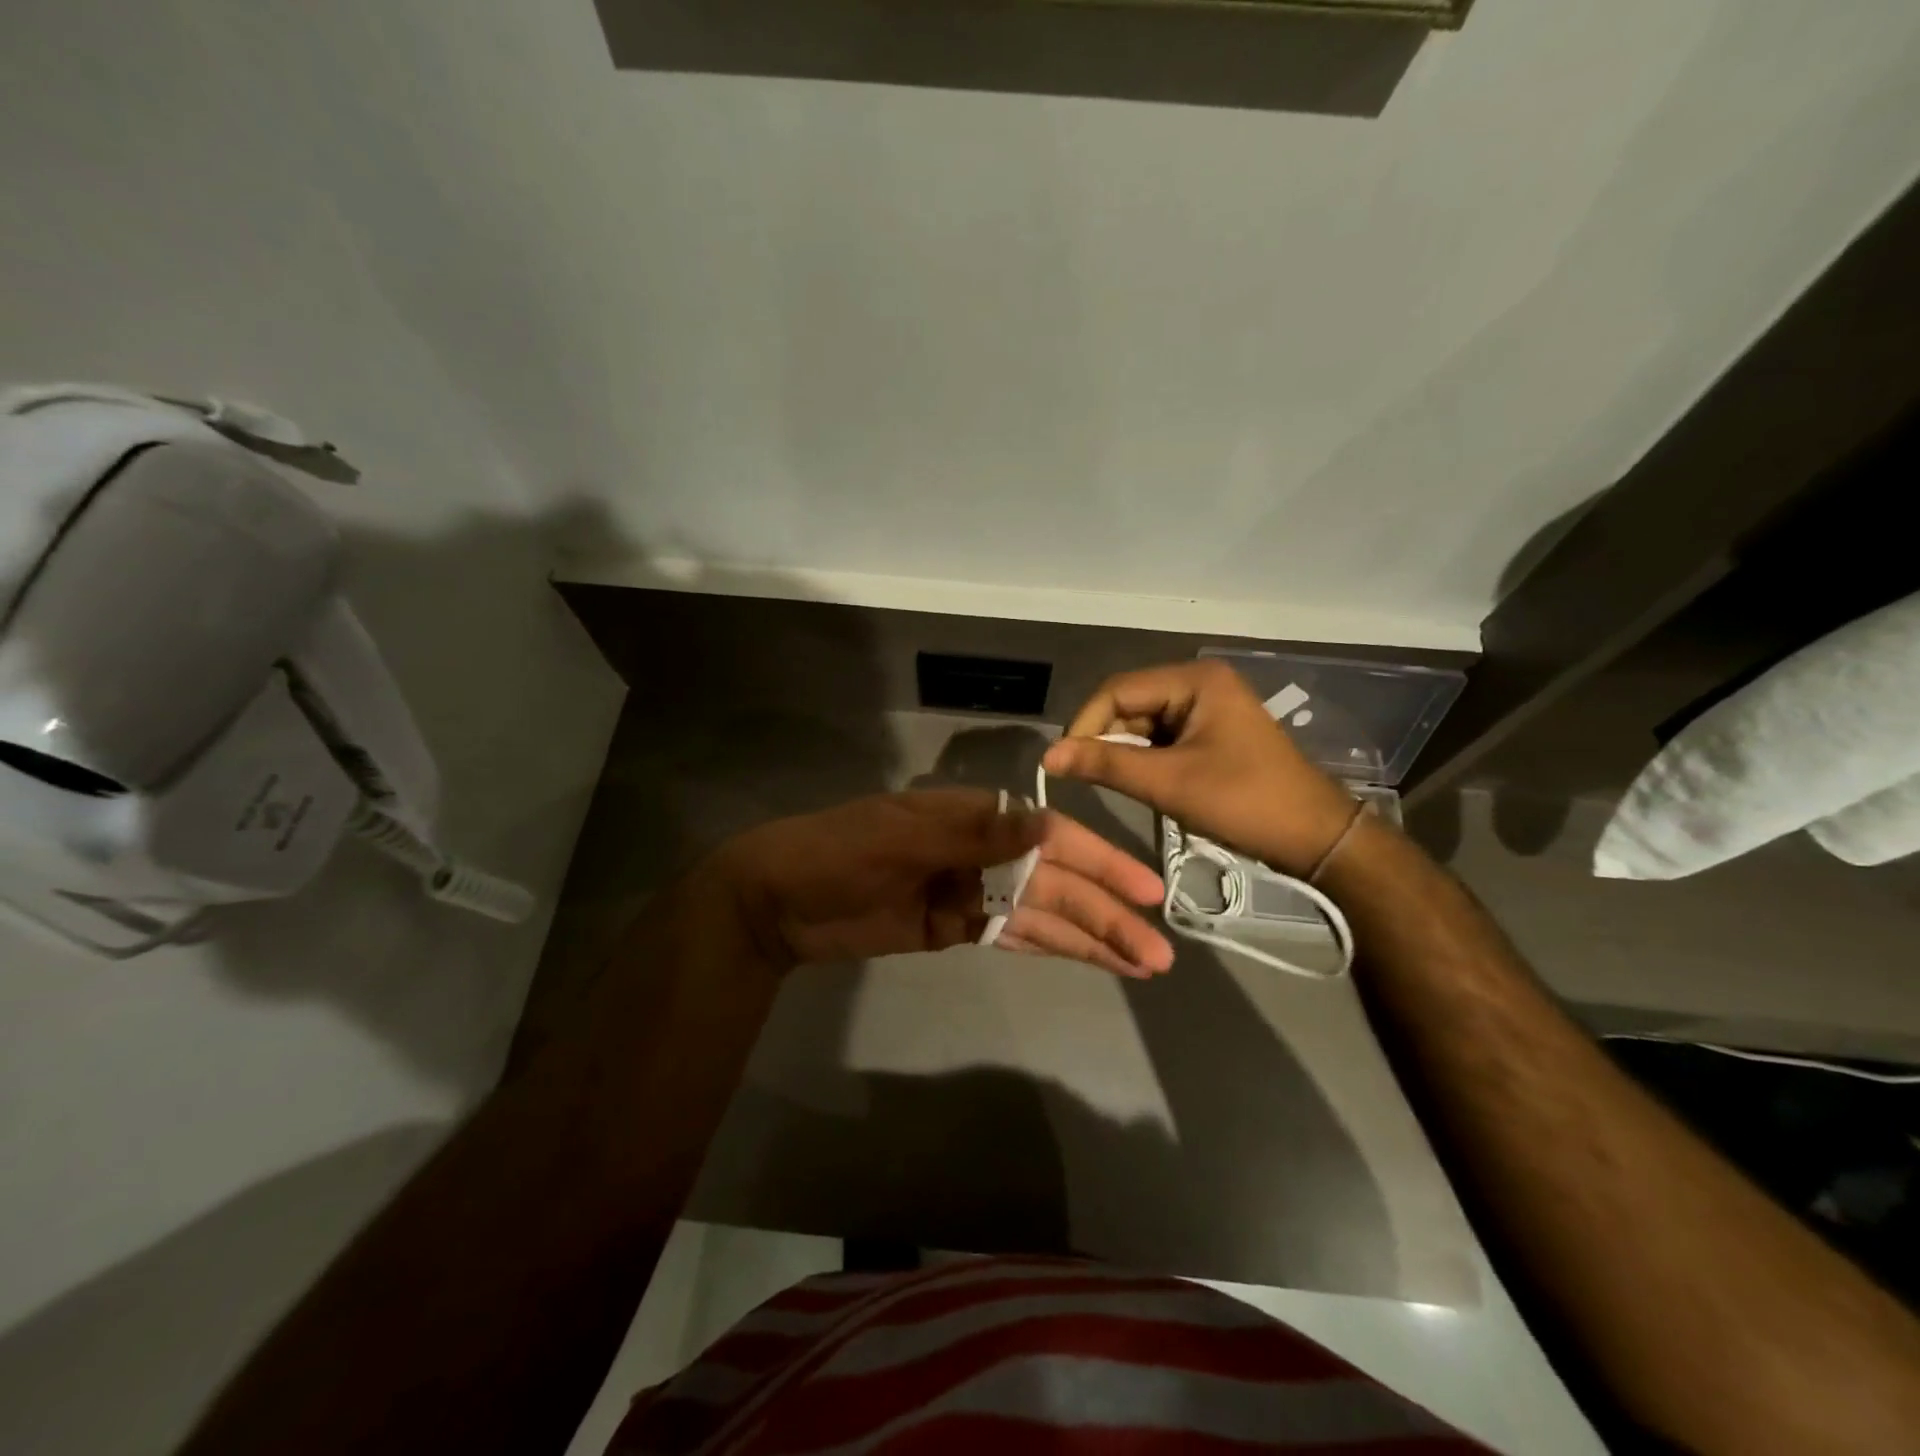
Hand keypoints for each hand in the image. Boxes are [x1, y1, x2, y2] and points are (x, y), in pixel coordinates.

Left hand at [715, 789, 1173, 977]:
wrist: (776, 901)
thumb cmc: (835, 853)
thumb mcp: (900, 837)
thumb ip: (974, 835)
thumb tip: (1046, 828)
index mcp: (971, 817)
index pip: (1049, 837)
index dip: (1099, 862)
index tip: (1144, 890)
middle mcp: (980, 851)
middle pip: (1054, 882)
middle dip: (1105, 913)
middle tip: (1157, 951)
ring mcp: (968, 892)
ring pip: (1040, 915)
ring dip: (1088, 936)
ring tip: (1140, 963)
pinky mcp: (953, 928)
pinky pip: (1011, 937)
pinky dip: (1049, 949)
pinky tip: (1088, 959)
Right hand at [1041, 660, 1357, 875]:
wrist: (1315, 838)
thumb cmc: (1244, 803)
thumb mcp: (1168, 783)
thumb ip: (1105, 764)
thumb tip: (1048, 756)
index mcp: (1194, 680)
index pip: (1117, 690)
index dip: (1085, 724)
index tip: (1063, 764)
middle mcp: (1198, 683)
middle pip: (1129, 704)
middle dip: (1106, 740)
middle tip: (1089, 780)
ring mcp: (1207, 707)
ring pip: (1142, 724)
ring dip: (1125, 754)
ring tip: (1119, 786)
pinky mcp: (1210, 732)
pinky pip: (1162, 738)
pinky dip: (1146, 760)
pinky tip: (1144, 785)